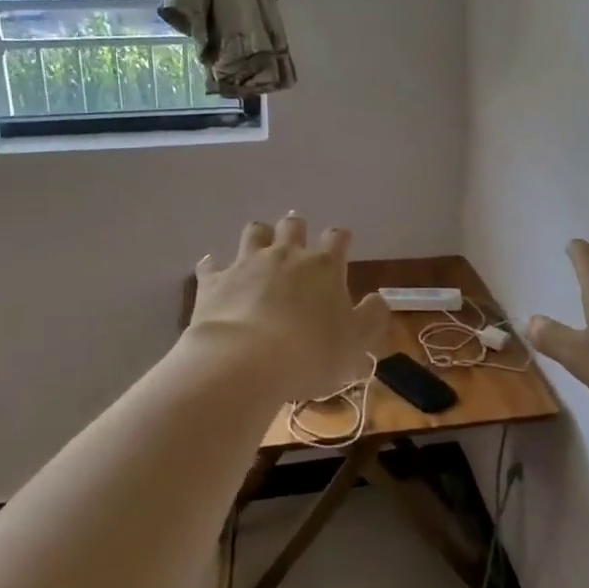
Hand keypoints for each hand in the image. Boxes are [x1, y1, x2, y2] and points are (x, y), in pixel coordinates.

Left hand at [188, 214, 390, 400]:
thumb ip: (371, 317)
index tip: (341, 242)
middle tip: (298, 240)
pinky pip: (211, 264)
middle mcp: (286, 255)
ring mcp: (247, 264)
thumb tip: (377, 299)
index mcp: (323, 266)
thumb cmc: (310, 353)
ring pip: (254, 233)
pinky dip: (214, 266)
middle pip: (293, 225)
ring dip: (259, 236)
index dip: (340, 237)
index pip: (337, 237)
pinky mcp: (214, 281)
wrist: (245, 362)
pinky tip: (214, 271)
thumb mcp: (356, 343)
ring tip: (260, 246)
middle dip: (297, 228)